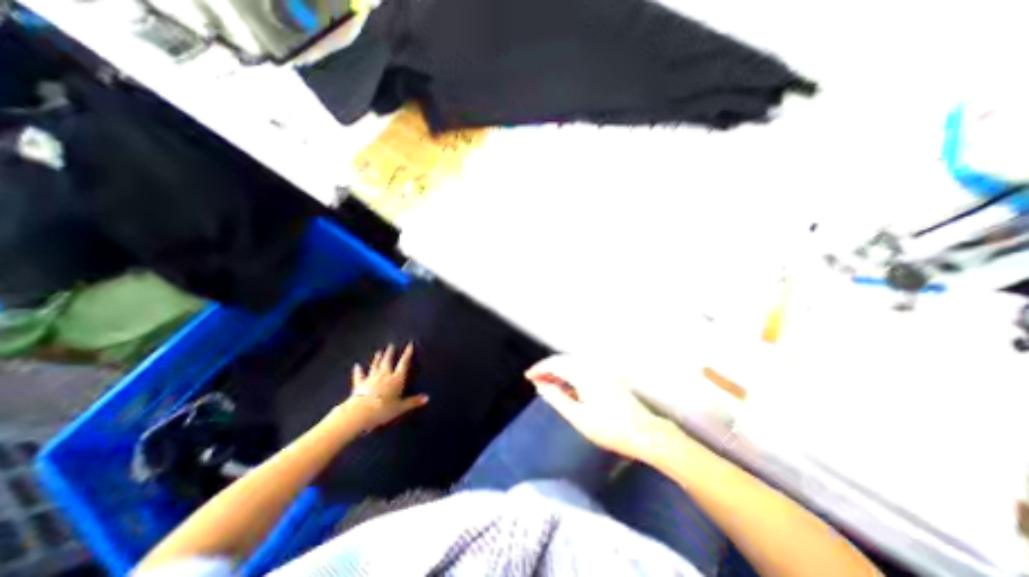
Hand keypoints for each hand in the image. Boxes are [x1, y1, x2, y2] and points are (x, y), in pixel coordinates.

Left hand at [341, 343, 430, 432]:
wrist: (361, 412)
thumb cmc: (384, 409)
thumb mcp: (401, 407)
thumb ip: (413, 401)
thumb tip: (427, 398)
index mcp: (396, 379)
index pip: (403, 363)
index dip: (407, 354)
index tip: (409, 345)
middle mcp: (384, 375)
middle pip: (388, 361)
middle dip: (390, 353)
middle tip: (391, 345)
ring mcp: (371, 378)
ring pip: (375, 365)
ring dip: (377, 358)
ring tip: (379, 351)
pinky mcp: (359, 384)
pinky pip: (359, 375)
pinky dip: (358, 370)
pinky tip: (357, 366)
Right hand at [526, 354, 680, 460]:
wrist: (646, 433)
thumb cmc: (610, 429)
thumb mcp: (579, 417)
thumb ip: (557, 399)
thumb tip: (541, 386)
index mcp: (584, 374)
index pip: (555, 364)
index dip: (539, 369)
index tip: (527, 377)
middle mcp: (593, 367)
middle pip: (563, 360)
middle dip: (547, 369)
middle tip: (535, 381)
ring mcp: (602, 371)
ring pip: (573, 363)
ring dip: (558, 370)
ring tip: (547, 384)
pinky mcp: (608, 377)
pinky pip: (582, 369)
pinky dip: (570, 374)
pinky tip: (567, 387)